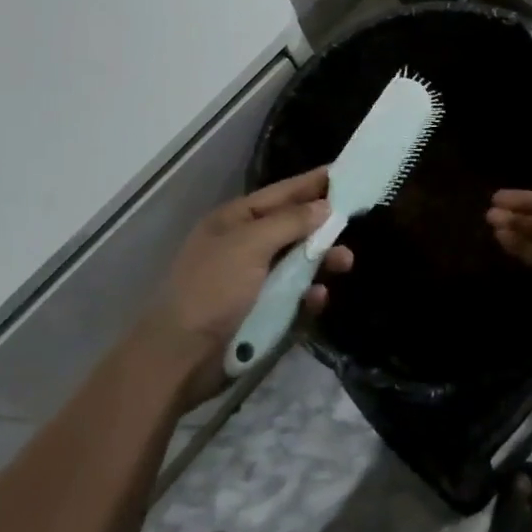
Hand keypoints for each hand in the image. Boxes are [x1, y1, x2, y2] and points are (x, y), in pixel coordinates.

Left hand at [138, 167, 351, 406]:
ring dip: (321, 260)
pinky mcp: (260, 314)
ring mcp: (253, 281)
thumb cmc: (212, 288)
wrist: (178, 358)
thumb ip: (290, 222)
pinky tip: (318, 299)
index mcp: (236, 220)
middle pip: (293, 227)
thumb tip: (324, 206)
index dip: (312, 183)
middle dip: (323, 225)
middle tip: (354, 222)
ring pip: (298, 262)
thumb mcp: (250, 245)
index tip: (344, 172)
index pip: (282, 193)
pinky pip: (294, 298)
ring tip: (344, 263)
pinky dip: (308, 296)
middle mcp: (245, 245)